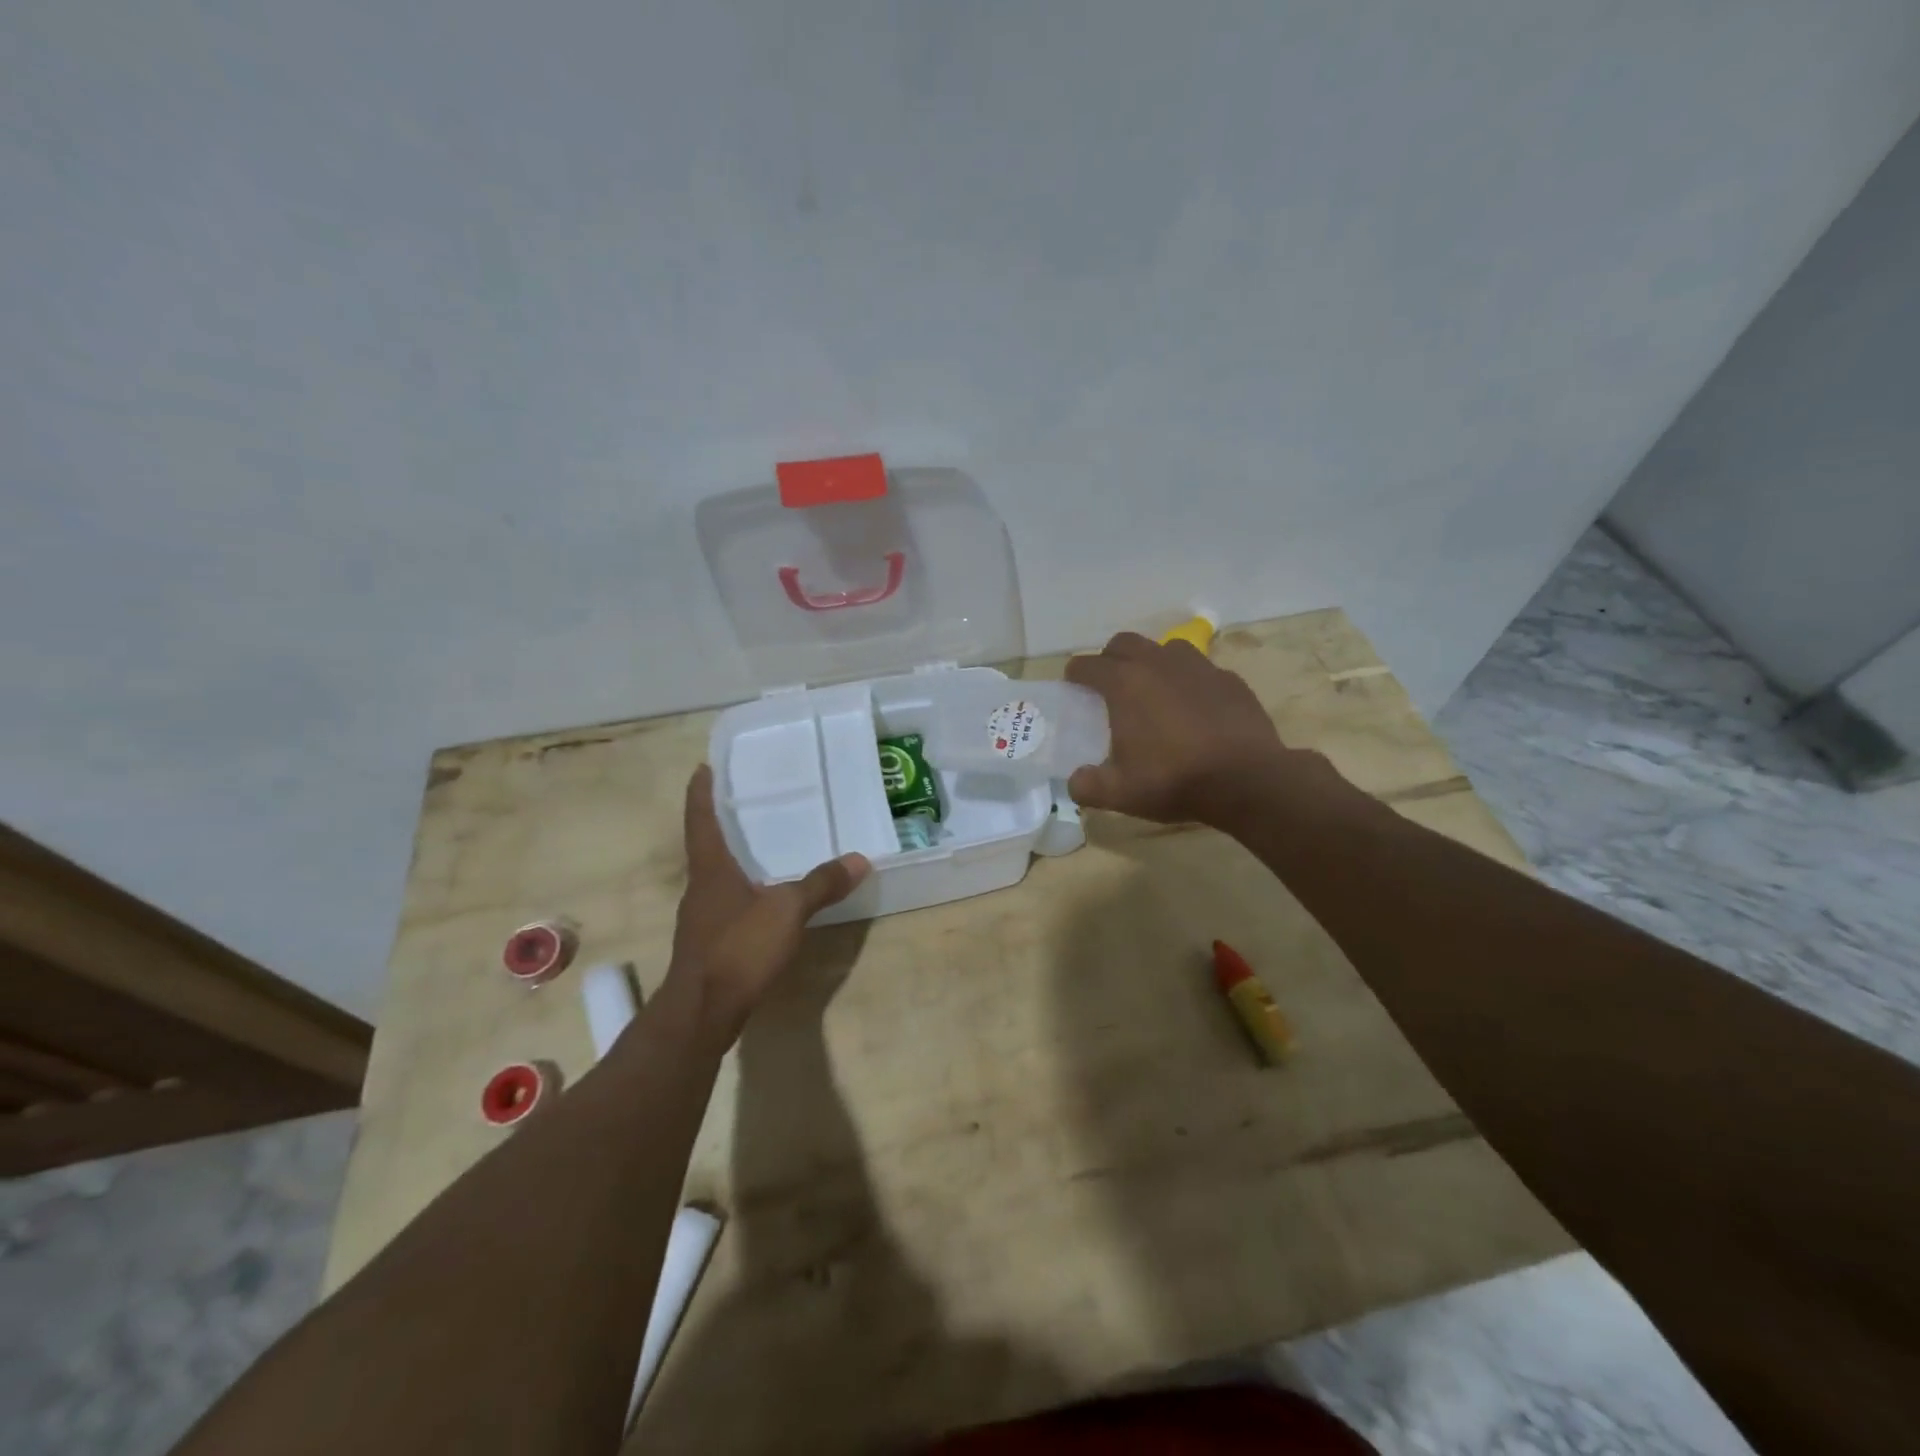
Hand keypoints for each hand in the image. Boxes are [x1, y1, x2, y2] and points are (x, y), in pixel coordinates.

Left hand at [668, 765, 869, 1044]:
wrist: (702, 1012)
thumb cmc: (738, 948)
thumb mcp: (787, 911)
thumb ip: (821, 884)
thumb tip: (860, 859)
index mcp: (711, 869)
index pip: (701, 819)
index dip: (702, 793)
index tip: (704, 768)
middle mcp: (700, 887)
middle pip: (706, 846)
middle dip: (722, 823)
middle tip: (747, 801)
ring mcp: (701, 918)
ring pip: (717, 877)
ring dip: (732, 858)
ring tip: (761, 846)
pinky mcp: (708, 943)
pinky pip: (726, 903)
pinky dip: (743, 890)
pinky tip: (764, 899)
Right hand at [1065, 632, 1303, 827]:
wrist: (1247, 780)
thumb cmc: (1174, 780)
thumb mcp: (1119, 793)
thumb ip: (1086, 786)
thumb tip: (1075, 781)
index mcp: (1124, 683)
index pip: (1087, 665)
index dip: (1075, 675)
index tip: (1073, 687)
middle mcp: (1158, 663)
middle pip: (1124, 642)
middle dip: (1110, 658)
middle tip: (1109, 685)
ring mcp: (1198, 666)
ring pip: (1165, 648)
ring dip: (1152, 662)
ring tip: (1153, 690)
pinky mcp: (1229, 679)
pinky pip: (1200, 669)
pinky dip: (1188, 681)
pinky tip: (1193, 707)